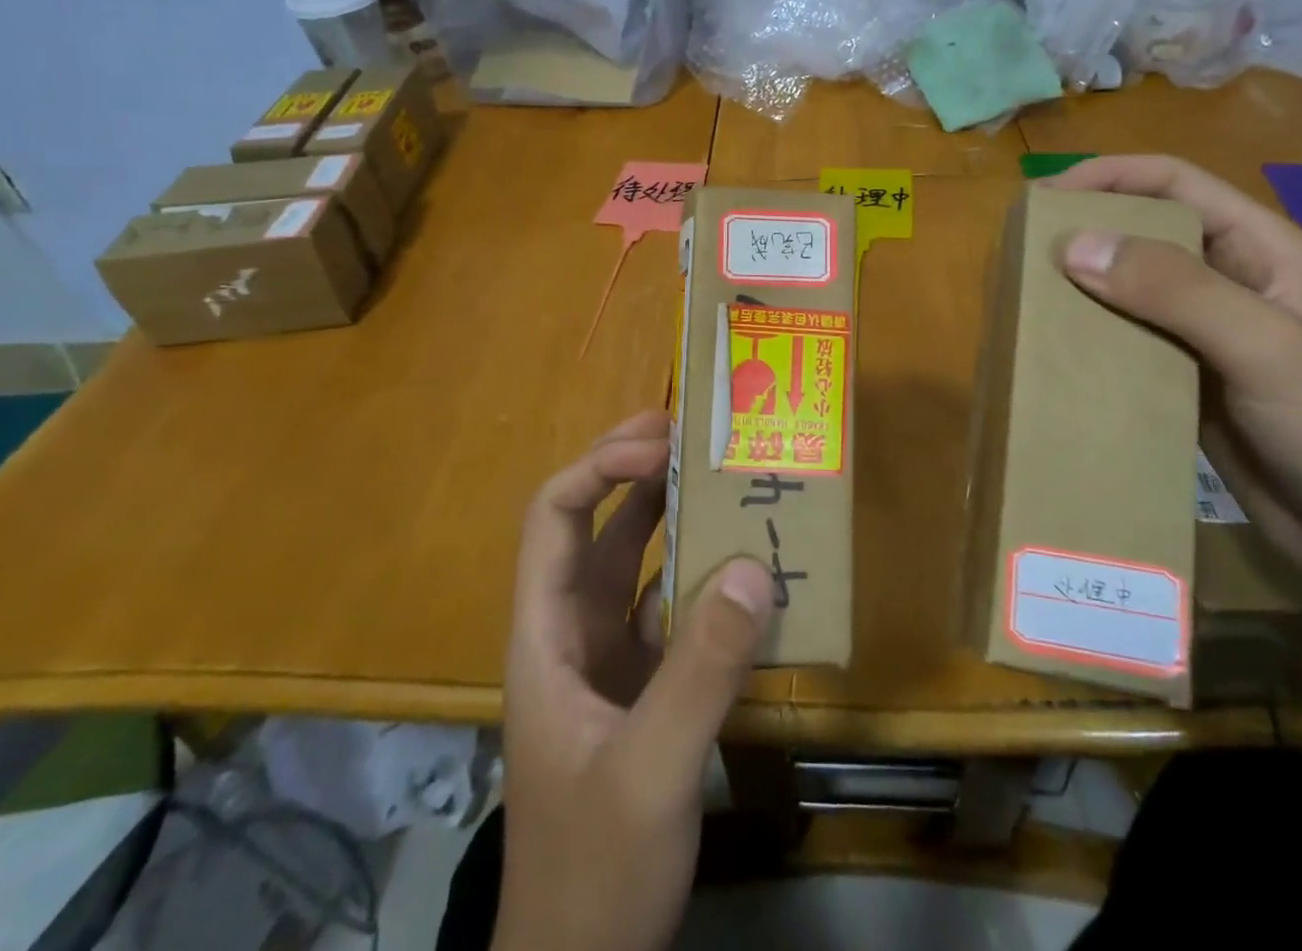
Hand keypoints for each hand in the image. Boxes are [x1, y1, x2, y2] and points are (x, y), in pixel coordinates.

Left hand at [495, 410, 775, 950]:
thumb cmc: (593, 871)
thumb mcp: (649, 771)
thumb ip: (701, 671)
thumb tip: (755, 566)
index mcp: (546, 633)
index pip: (555, 517)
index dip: (602, 469)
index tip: (661, 447)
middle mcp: (570, 632)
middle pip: (592, 527)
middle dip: (633, 471)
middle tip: (687, 429)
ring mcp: (605, 661)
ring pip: (632, 566)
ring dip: (668, 518)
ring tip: (717, 477)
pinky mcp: (639, 689)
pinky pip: (668, 611)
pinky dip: (699, 579)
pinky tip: (740, 570)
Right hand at [1047, 155, 1301, 595]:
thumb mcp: (1262, 345)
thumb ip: (1173, 289)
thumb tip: (1072, 245)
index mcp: (1261, 249)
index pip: (1174, 183)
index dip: (1109, 175)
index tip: (1045, 197)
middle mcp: (1230, 282)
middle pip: (1144, 232)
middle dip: (1085, 231)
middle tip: (1022, 250)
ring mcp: (1205, 335)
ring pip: (1129, 290)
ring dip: (1080, 288)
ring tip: (1024, 296)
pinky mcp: (1186, 382)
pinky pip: (1126, 344)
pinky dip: (1088, 339)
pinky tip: (1053, 351)